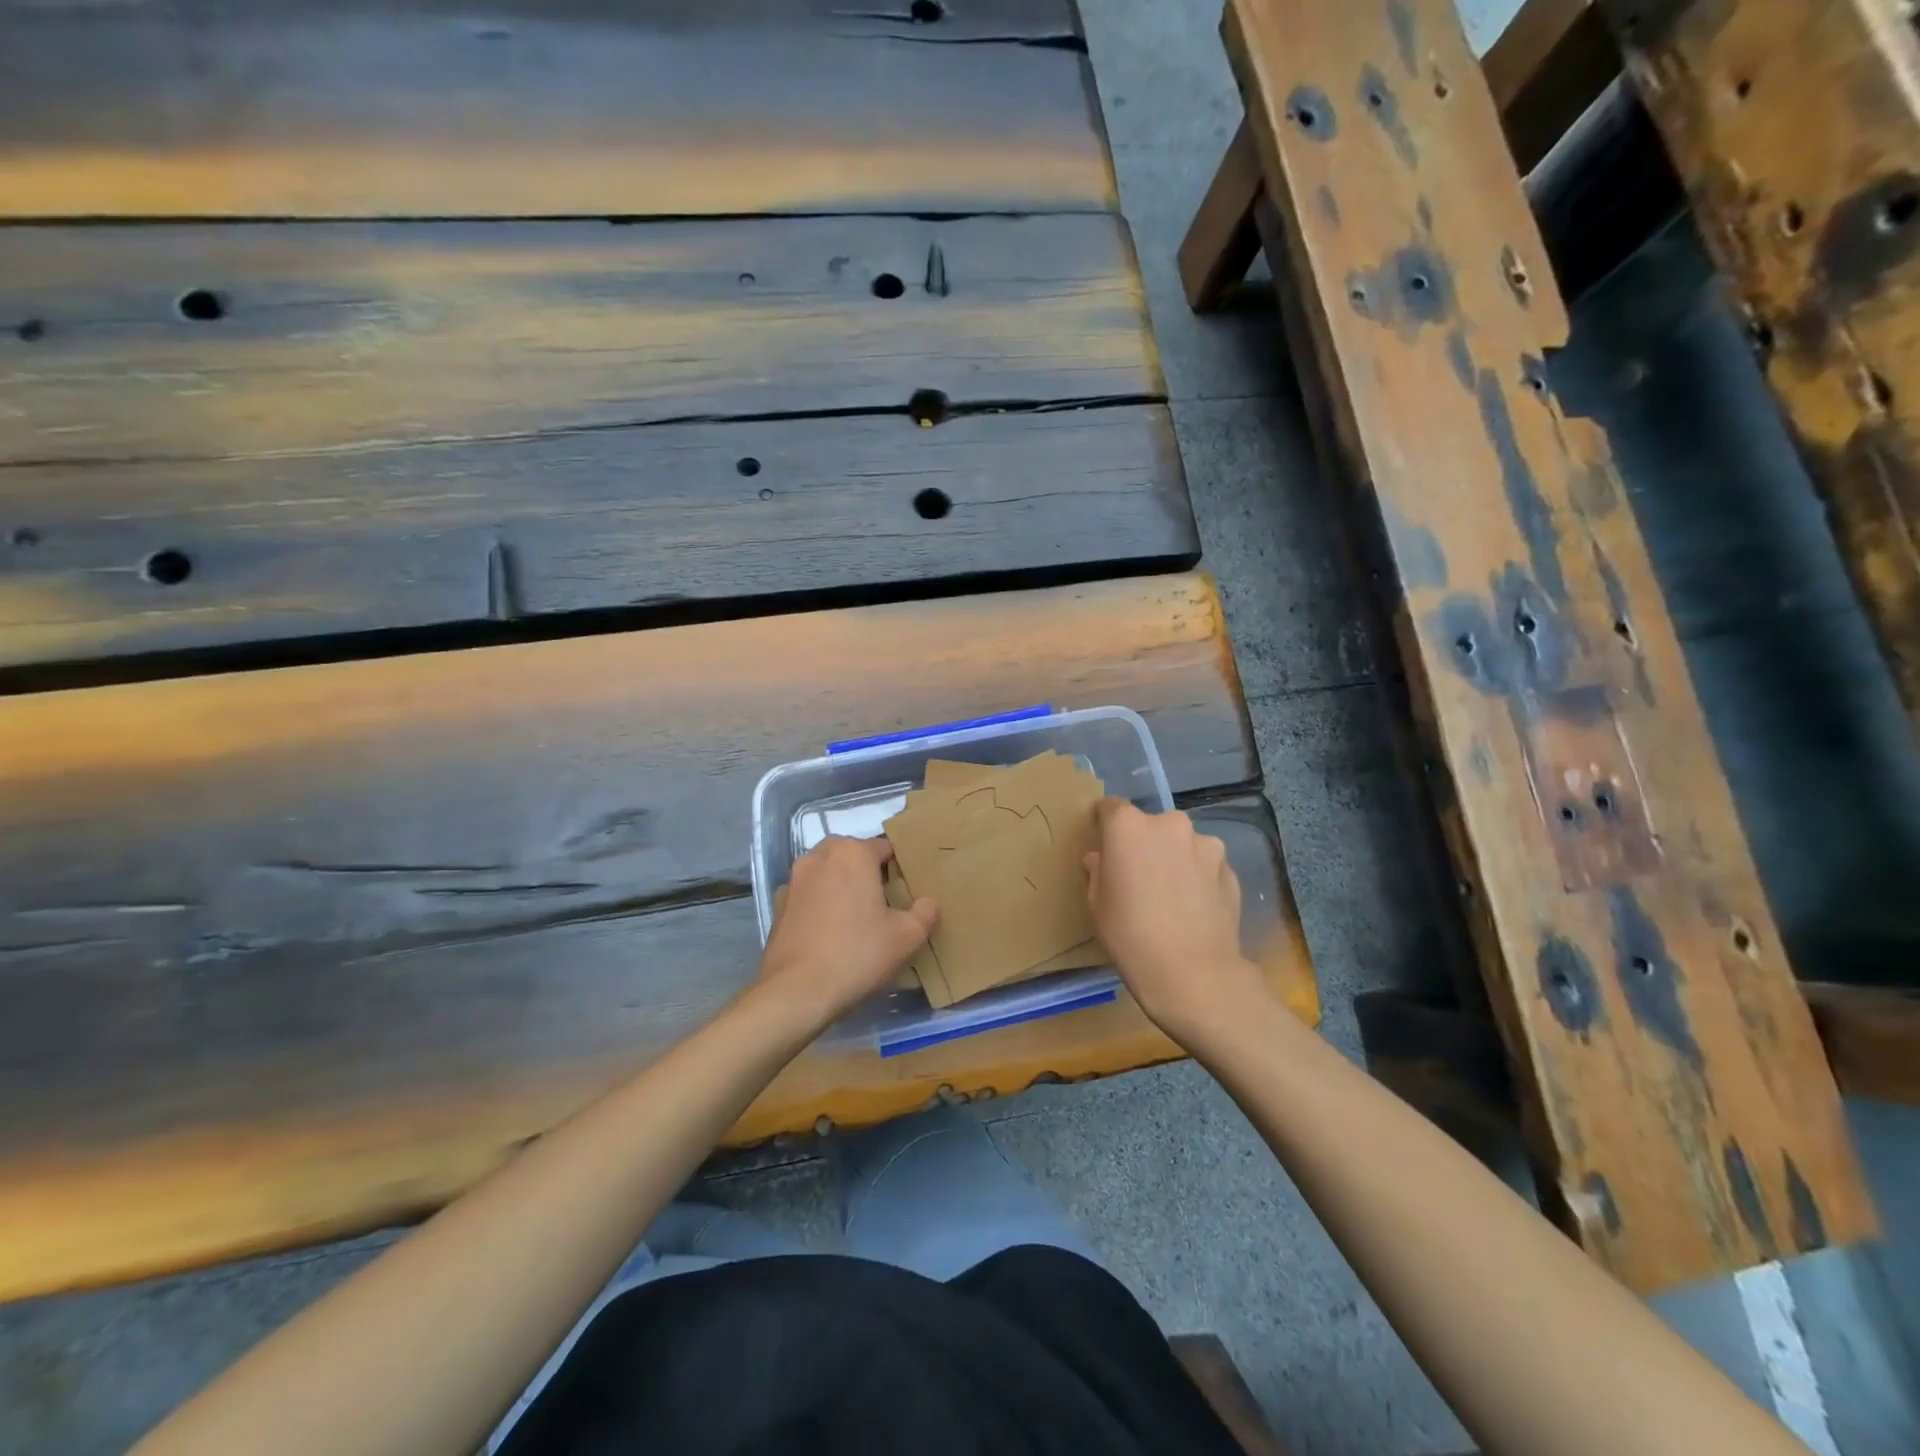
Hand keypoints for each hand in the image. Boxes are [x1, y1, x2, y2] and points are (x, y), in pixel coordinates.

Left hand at [758, 836, 938, 1031]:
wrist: (796, 992)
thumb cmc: (857, 955)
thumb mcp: (905, 938)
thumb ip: (925, 914)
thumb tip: (929, 903)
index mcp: (853, 853)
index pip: (884, 848)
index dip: (898, 869)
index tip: (905, 893)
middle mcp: (820, 856)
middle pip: (852, 856)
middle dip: (867, 874)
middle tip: (882, 905)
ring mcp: (794, 879)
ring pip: (827, 873)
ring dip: (841, 886)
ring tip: (855, 919)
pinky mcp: (778, 904)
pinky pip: (808, 894)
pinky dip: (819, 904)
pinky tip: (828, 933)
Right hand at [1084, 798, 1266, 1046]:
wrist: (1193, 972)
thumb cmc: (1130, 934)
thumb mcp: (1097, 904)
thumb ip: (1098, 871)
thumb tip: (1101, 859)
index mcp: (1128, 826)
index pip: (1111, 807)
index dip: (1105, 824)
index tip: (1104, 844)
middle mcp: (1169, 824)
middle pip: (1151, 825)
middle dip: (1145, 843)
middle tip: (1139, 876)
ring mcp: (1206, 844)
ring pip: (1182, 843)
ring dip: (1175, 858)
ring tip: (1172, 894)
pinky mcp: (1230, 869)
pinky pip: (1205, 865)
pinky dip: (1198, 877)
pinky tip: (1194, 908)